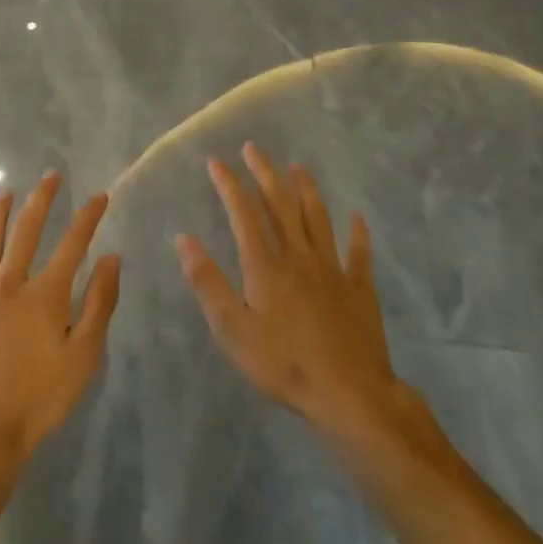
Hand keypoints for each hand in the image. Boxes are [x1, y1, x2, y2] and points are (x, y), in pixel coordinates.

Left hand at [0, 172, 121, 460]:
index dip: (88, 217)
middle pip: (25, 231)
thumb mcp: (83, 357)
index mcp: (44, 294)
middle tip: (50, 176)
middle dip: (40, 200)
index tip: (99, 196)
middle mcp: (7, 284)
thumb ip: (99, 304)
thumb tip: (110, 257)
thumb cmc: (38, 400)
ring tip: (3, 194)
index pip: (72, 243)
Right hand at [177, 144, 402, 435]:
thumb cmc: (283, 364)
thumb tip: (183, 238)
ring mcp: (332, 269)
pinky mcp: (359, 288)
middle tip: (254, 149)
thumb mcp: (231, 329)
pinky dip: (357, 233)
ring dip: (306, 189)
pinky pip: (358, 253)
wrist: (348, 394)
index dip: (229, 185)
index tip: (216, 162)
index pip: (243, 213)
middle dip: (265, 173)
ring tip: (298, 166)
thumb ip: (207, 282)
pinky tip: (356, 216)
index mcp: (265, 264)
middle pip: (281, 204)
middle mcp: (298, 255)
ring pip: (317, 218)